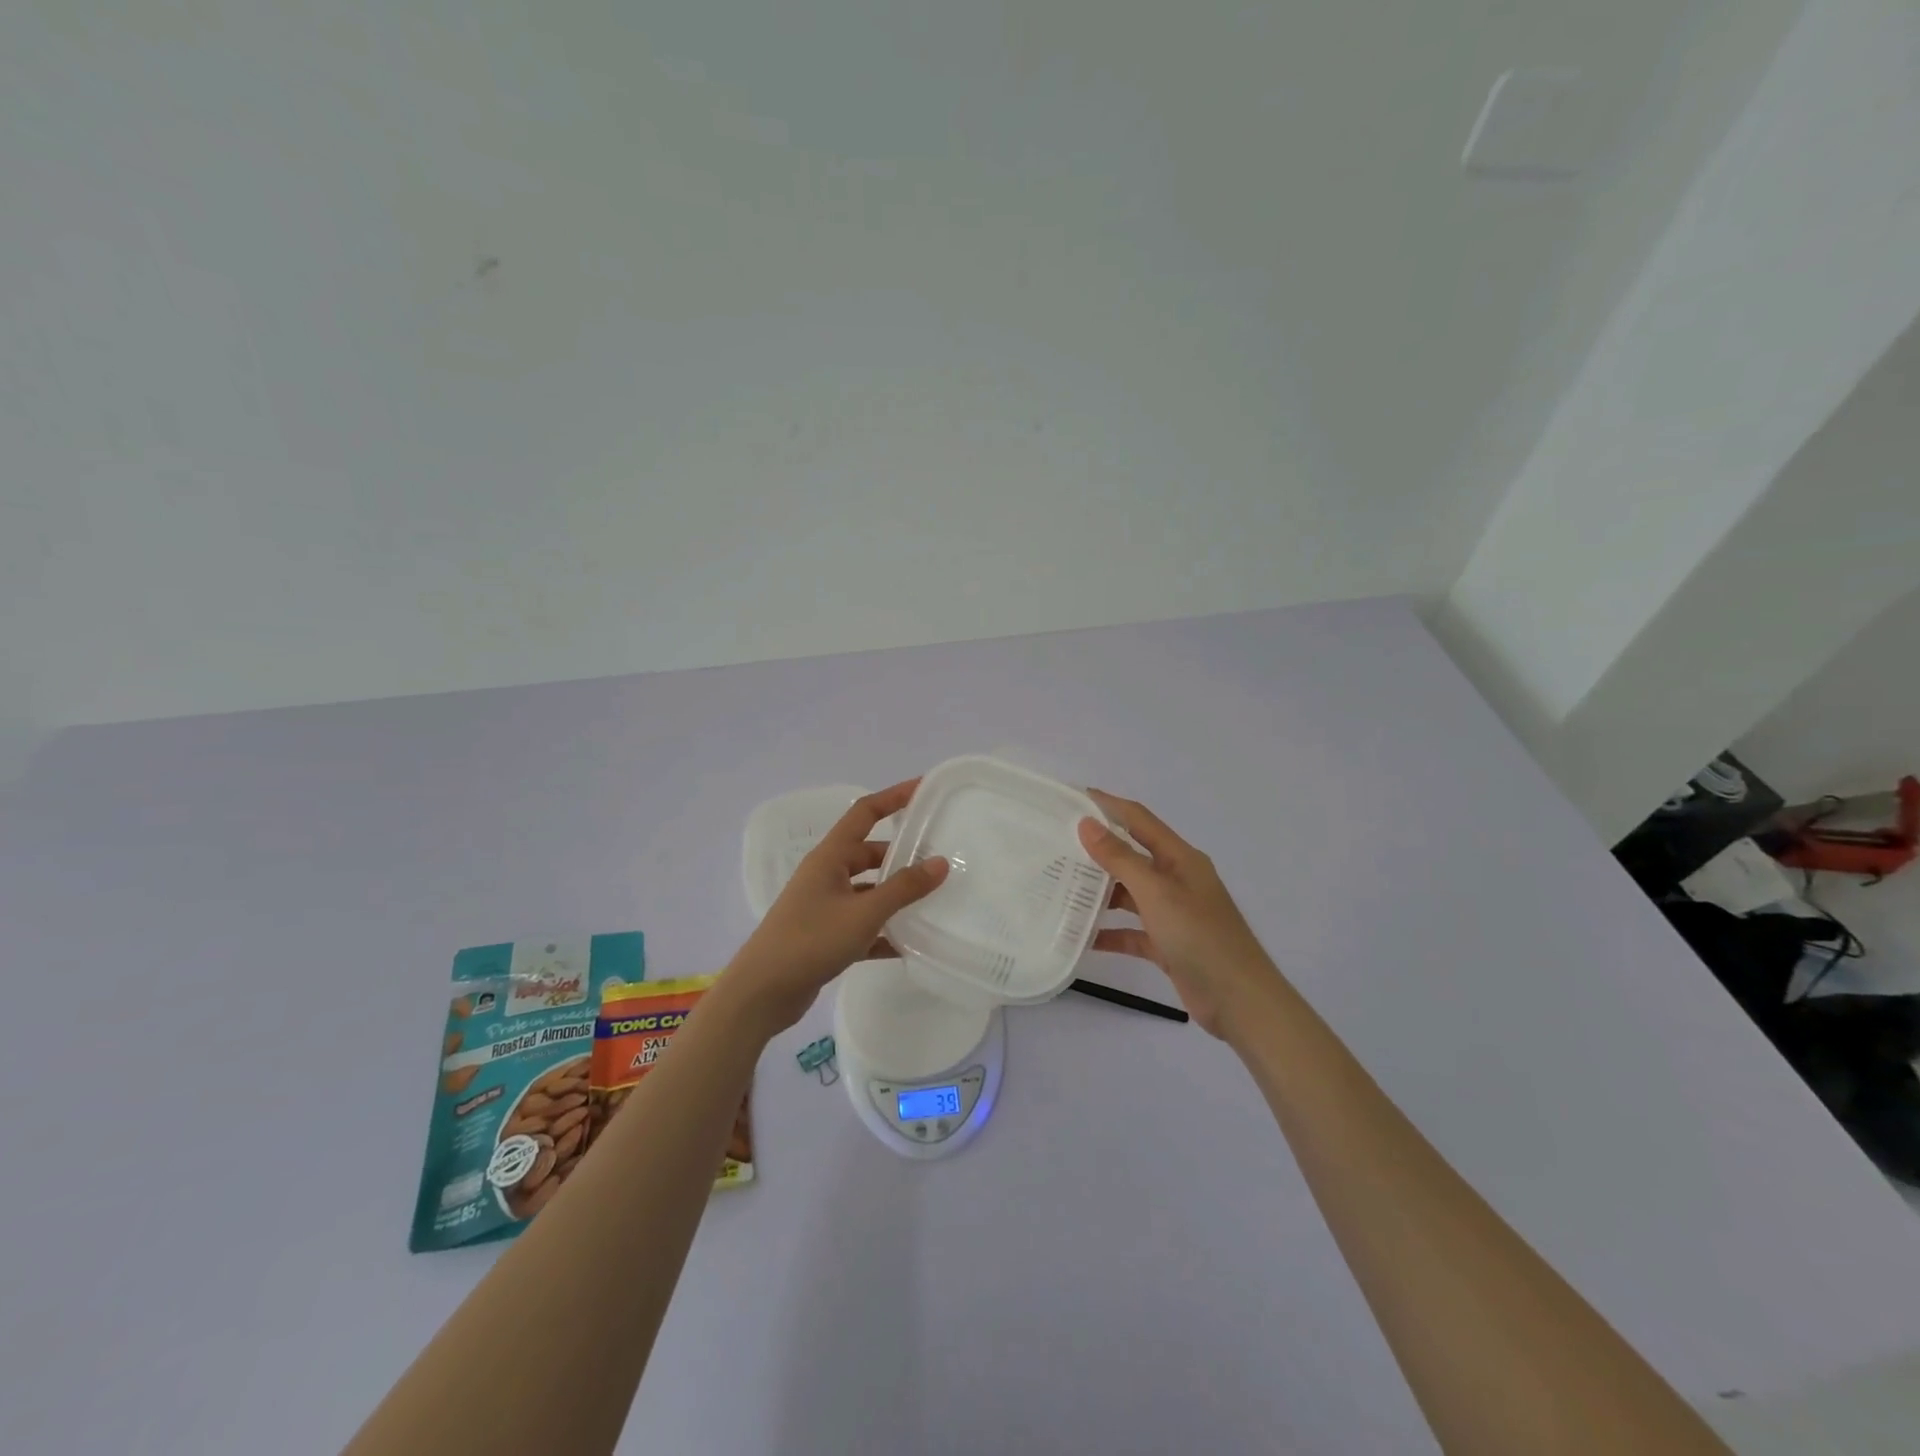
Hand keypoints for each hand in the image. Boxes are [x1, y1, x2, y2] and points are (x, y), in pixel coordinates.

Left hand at [722, 780, 949, 1036]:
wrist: (762, 993)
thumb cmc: (810, 941)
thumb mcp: (863, 913)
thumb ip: (903, 888)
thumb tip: (940, 862)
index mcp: (829, 857)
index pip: (864, 813)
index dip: (893, 797)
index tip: (923, 788)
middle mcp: (826, 875)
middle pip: (869, 854)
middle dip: (901, 855)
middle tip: (938, 859)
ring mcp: (823, 906)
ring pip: (867, 891)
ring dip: (894, 895)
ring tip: (931, 901)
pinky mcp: (824, 936)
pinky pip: (862, 924)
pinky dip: (883, 931)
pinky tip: (908, 945)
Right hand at [1078, 790, 1279, 1039]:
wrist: (1239, 1000)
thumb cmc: (1200, 936)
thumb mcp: (1156, 892)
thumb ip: (1120, 859)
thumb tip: (1087, 824)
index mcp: (1180, 858)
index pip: (1139, 820)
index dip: (1109, 805)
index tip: (1075, 797)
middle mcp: (1177, 880)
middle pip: (1132, 856)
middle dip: (1098, 850)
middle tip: (1058, 846)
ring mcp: (1173, 913)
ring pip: (1130, 894)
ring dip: (1101, 893)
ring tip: (1062, 888)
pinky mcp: (1168, 943)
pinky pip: (1133, 931)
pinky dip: (1111, 932)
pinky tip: (1083, 937)